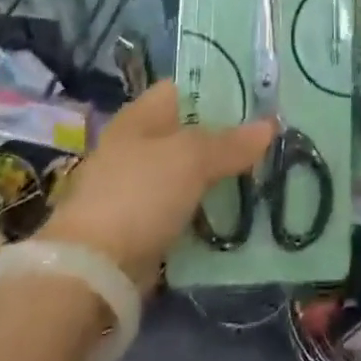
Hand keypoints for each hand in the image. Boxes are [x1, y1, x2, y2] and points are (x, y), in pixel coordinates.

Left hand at [38, 81, 272, 287]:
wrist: (90, 272)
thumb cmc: (139, 194)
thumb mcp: (191, 159)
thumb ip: (231, 143)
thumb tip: (270, 125)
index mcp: (141, 115)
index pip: (184, 88)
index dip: (219, 90)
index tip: (257, 100)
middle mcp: (136, 145)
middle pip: (189, 132)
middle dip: (225, 138)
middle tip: (269, 142)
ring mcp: (136, 188)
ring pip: (188, 174)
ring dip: (218, 179)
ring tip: (263, 177)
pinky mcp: (140, 228)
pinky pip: (182, 210)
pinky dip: (205, 213)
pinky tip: (237, 216)